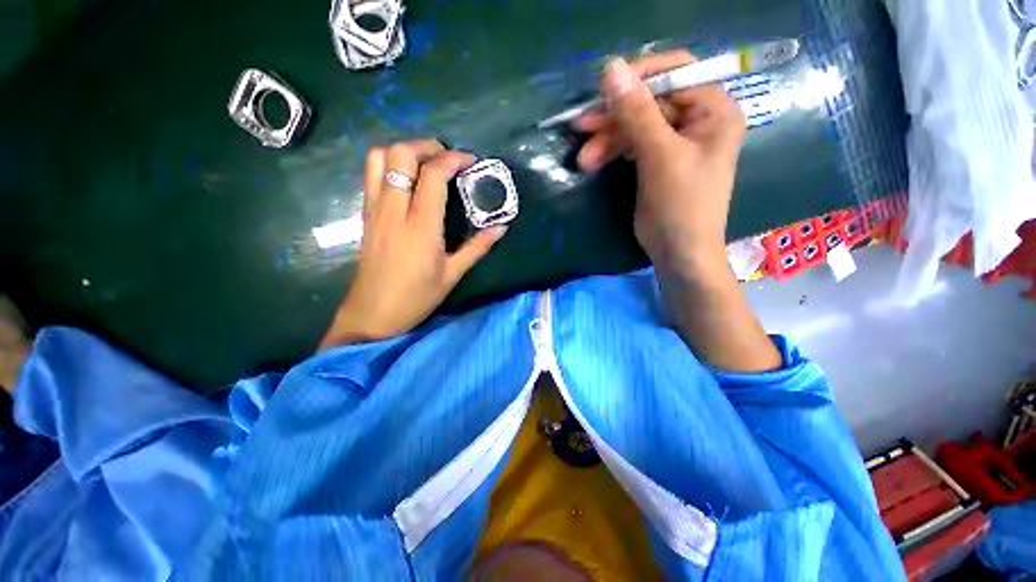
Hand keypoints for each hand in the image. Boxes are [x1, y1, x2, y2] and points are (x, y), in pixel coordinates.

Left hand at [318, 140, 507, 349]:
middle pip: (400, 154)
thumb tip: (501, 229)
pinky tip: (407, 180)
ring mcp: (375, 209)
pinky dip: (389, 164)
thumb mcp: (453, 274)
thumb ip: (478, 247)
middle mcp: (394, 210)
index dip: (453, 159)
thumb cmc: (417, 297)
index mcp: (421, 226)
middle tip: (447, 159)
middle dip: (426, 146)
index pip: (432, 175)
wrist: (373, 313)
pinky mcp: (366, 214)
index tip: (470, 161)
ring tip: (425, 164)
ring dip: (403, 151)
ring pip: (378, 157)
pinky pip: (371, 174)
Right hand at [575, 51, 746, 275]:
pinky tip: (593, 161)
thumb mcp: (660, 157)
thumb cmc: (681, 206)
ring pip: (635, 125)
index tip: (603, 90)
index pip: (677, 72)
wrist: (678, 252)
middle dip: (614, 117)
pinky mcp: (656, 160)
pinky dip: (611, 151)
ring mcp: (675, 141)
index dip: (639, 76)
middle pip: (650, 101)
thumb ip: (637, 113)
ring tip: (584, 159)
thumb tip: (611, 68)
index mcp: (713, 110)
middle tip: (580, 126)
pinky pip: (631, 144)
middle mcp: (697, 119)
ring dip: (607, 139)